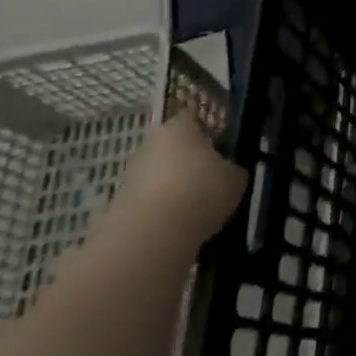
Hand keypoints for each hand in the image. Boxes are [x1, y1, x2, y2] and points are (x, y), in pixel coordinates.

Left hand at [111, 114, 249, 251]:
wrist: (150, 237)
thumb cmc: (200, 191)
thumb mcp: (235, 178)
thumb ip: (232, 168)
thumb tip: (229, 171)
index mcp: (179, 126)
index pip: (194, 118)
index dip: (210, 131)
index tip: (224, 148)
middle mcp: (151, 143)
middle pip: (174, 147)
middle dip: (191, 162)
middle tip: (213, 180)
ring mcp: (132, 174)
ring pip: (161, 175)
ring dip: (176, 187)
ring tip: (198, 209)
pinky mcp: (120, 205)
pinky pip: (150, 202)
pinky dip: (163, 211)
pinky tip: (180, 226)